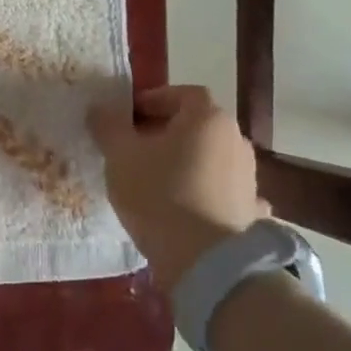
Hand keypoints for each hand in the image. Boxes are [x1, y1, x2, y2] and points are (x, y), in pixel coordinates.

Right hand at [86, 84, 266, 294]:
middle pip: (196, 125)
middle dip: (164, 132)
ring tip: (152, 180)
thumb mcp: (119, 155)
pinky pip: (219, 189)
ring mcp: (247, 175)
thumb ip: (108, 126)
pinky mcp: (248, 207)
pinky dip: (202, 190)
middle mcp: (235, 139)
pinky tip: (185, 205)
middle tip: (132, 149)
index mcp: (207, 118)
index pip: (181, 94)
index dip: (151, 100)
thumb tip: (101, 109)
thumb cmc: (157, 193)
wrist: (203, 257)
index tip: (125, 118)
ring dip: (183, 161)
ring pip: (207, 157)